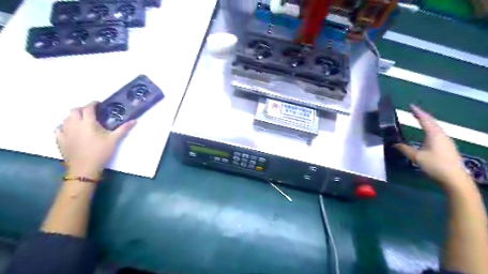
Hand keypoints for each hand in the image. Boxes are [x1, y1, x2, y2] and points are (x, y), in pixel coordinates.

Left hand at [56, 100, 134, 176]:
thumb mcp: (114, 140)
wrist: (84, 168)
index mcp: (87, 122)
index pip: (88, 107)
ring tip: (82, 121)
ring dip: (74, 116)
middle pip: (74, 110)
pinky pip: (59, 128)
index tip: (99, 104)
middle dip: (82, 109)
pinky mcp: (59, 139)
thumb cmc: (101, 152)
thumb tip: (134, 120)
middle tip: (91, 113)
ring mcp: (64, 132)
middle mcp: (74, 124)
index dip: (93, 103)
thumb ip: (123, 129)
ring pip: (66, 118)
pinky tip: (71, 130)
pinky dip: (65, 126)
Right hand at [396, 106, 473, 189]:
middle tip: (414, 111)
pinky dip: (430, 128)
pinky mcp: (447, 146)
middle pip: (432, 121)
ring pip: (436, 127)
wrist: (455, 178)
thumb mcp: (417, 157)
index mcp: (434, 134)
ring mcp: (446, 141)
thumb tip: (395, 143)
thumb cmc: (435, 165)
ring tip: (419, 119)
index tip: (410, 105)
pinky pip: (437, 132)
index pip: (425, 119)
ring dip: (427, 122)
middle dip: (422, 115)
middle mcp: (441, 135)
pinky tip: (427, 132)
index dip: (417, 112)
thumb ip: (405, 149)